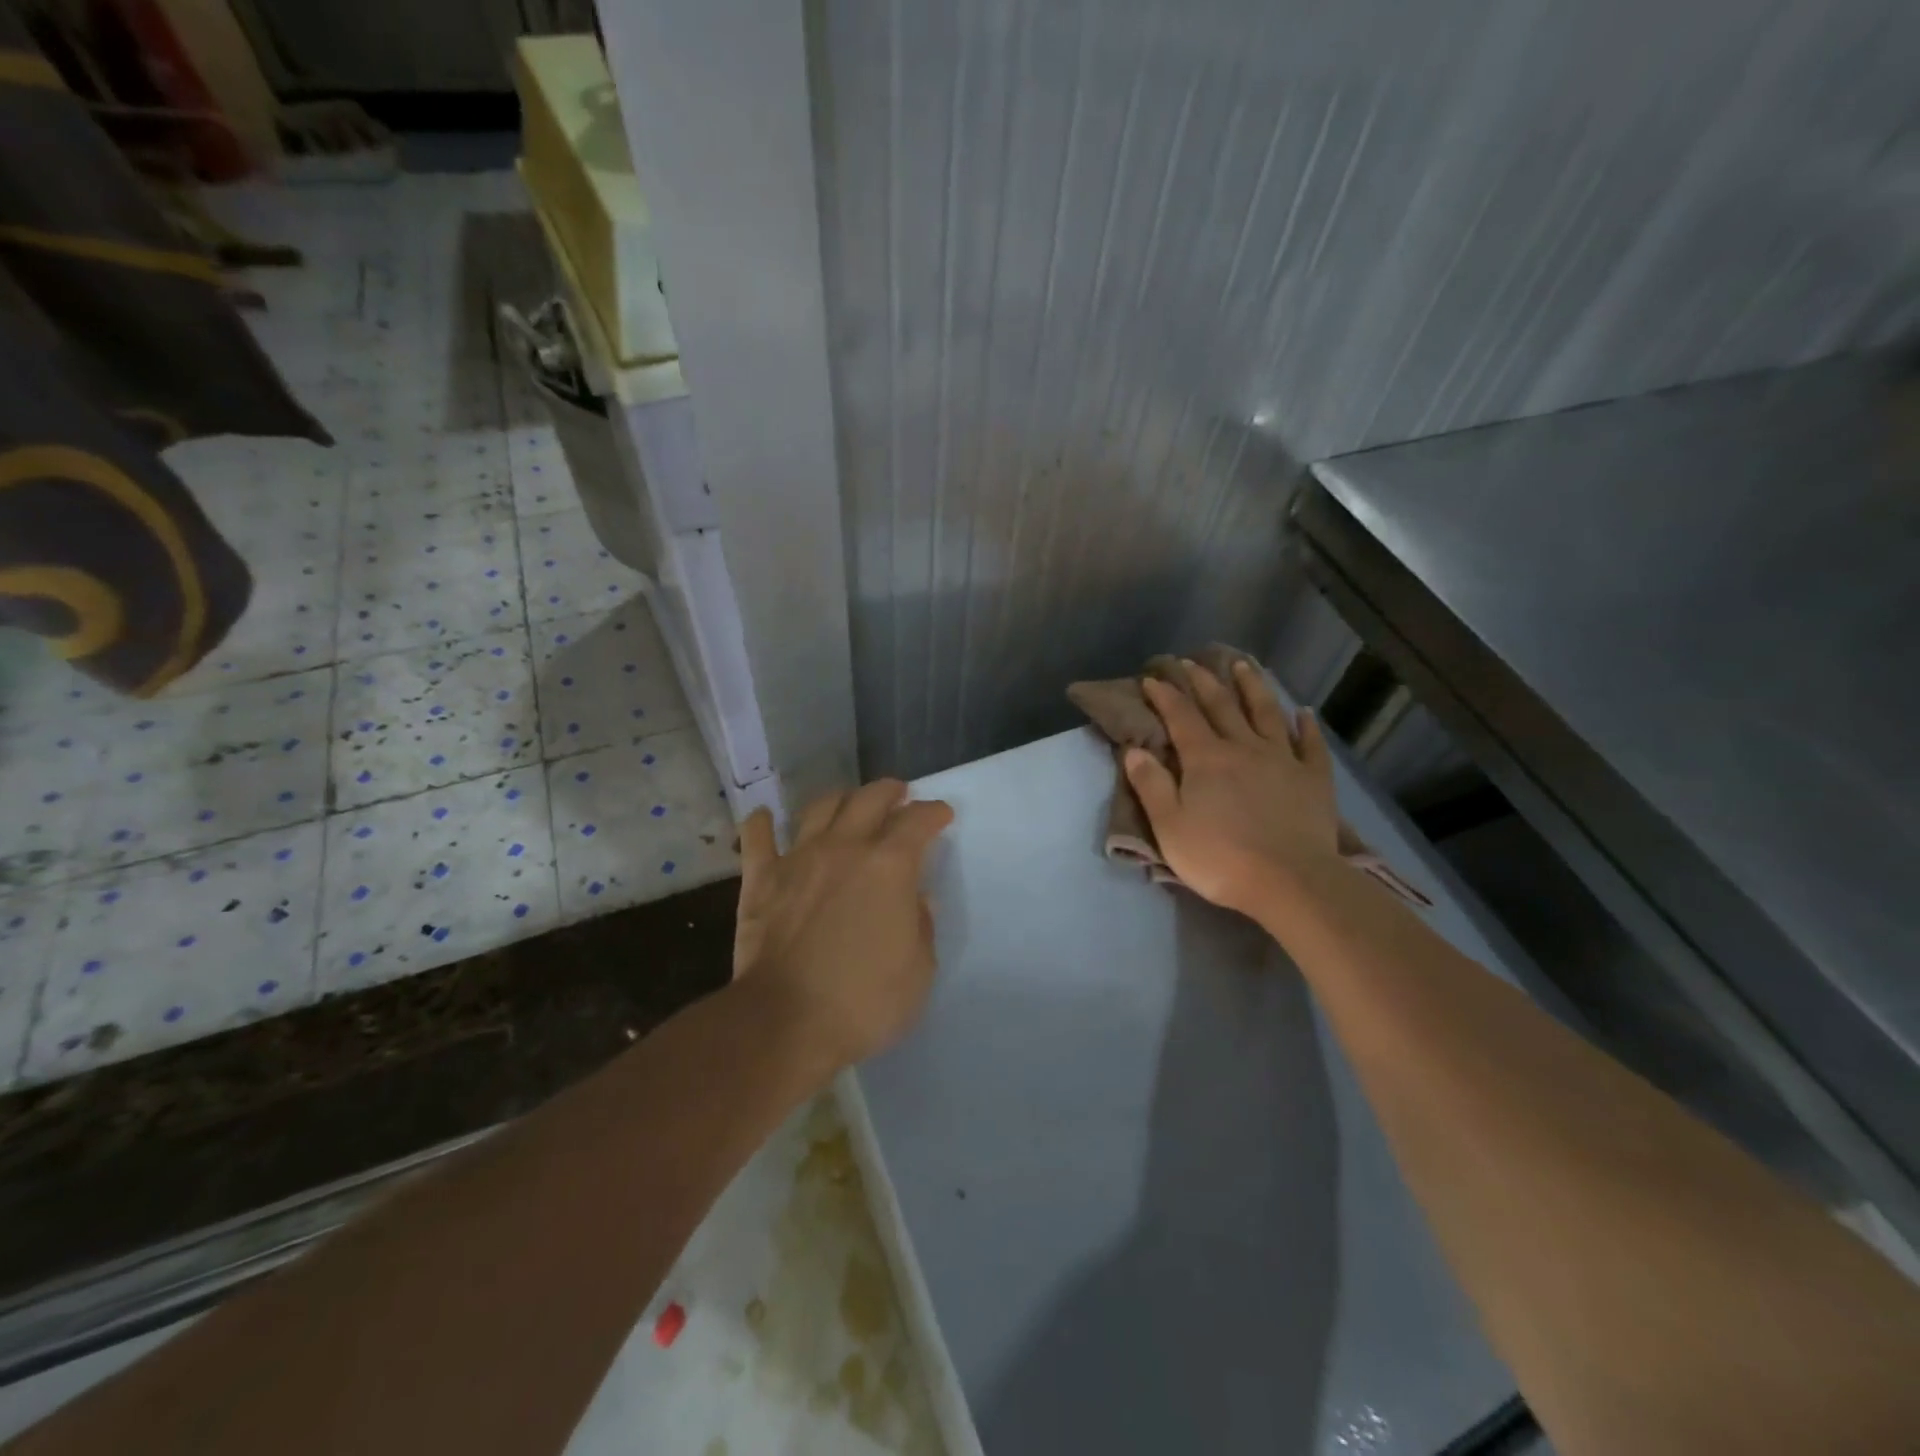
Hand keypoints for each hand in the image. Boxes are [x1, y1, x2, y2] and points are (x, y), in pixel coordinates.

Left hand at [732, 780, 953, 1068]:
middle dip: (889, 792)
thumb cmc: (863, 1002)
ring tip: (848, 802)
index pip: (918, 822)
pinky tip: (763, 817)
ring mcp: (799, 859)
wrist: (785, 1021)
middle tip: (899, 795)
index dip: (933, 813)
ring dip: (840, 798)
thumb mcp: (918, 971)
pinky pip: (757, 839)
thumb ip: (920, 926)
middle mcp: (845, 848)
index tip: (941, 815)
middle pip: (870, 799)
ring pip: (820, 808)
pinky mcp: (760, 880)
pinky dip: (761, 823)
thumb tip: (918, 899)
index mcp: (889, 866)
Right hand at [1125, 659, 1339, 915]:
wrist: (1291, 882)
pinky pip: (1311, 745)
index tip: (1152, 678)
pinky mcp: (1313, 779)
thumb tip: (1134, 749)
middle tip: (1191, 661)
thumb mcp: (1170, 827)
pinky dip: (1306, 726)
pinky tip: (1304, 712)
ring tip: (1243, 665)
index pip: (1181, 717)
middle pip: (1221, 706)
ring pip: (1266, 713)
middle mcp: (1243, 748)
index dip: (1165, 695)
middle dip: (1203, 681)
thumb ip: (1151, 785)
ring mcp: (1283, 760)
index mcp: (1206, 758)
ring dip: (1252, 687)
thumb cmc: (1220, 858)